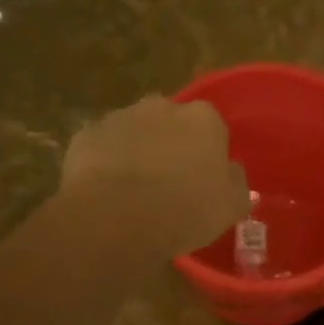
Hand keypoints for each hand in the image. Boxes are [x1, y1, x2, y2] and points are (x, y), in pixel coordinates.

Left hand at [59, 95, 249, 258]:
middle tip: (168, 183)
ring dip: (137, 152)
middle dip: (170, 144)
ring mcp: (120, 117)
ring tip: (134, 192)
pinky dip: (104, 164)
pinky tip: (106, 193)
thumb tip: (231, 172)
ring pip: (134, 132)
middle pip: (170, 122)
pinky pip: (102, 147)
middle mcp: (162, 106)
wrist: (115, 218)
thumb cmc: (184, 210)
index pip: (212, 126)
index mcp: (202, 118)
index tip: (203, 179)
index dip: (207, 152)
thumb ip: (237, 183)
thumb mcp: (231, 206)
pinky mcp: (86, 135)